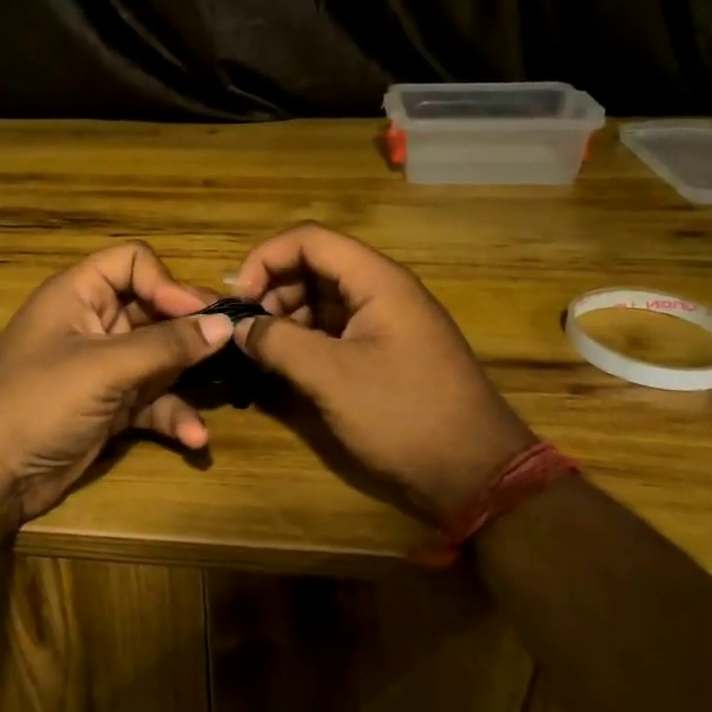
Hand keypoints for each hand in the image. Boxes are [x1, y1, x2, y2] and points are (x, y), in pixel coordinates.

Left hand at [0, 242, 231, 525]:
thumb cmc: (38, 402)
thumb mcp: (103, 368)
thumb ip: (166, 345)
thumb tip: (224, 324)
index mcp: (78, 295)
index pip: (132, 262)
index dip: (166, 283)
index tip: (198, 315)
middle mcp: (93, 324)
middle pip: (153, 310)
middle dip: (190, 330)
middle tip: (231, 347)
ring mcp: (102, 368)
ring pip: (159, 359)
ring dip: (187, 378)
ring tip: (221, 392)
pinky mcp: (109, 408)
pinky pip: (152, 401)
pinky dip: (172, 415)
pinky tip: (194, 438)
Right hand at [230, 223, 533, 522]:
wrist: (474, 472)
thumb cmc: (403, 415)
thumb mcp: (332, 377)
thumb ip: (278, 343)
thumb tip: (237, 327)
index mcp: (377, 281)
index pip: (309, 240)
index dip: (265, 259)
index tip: (238, 299)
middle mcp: (382, 291)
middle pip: (314, 266)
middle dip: (273, 291)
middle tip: (246, 332)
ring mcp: (385, 323)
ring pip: (322, 300)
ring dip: (286, 318)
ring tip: (261, 353)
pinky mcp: (384, 353)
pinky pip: (336, 330)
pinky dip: (305, 341)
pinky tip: (286, 367)